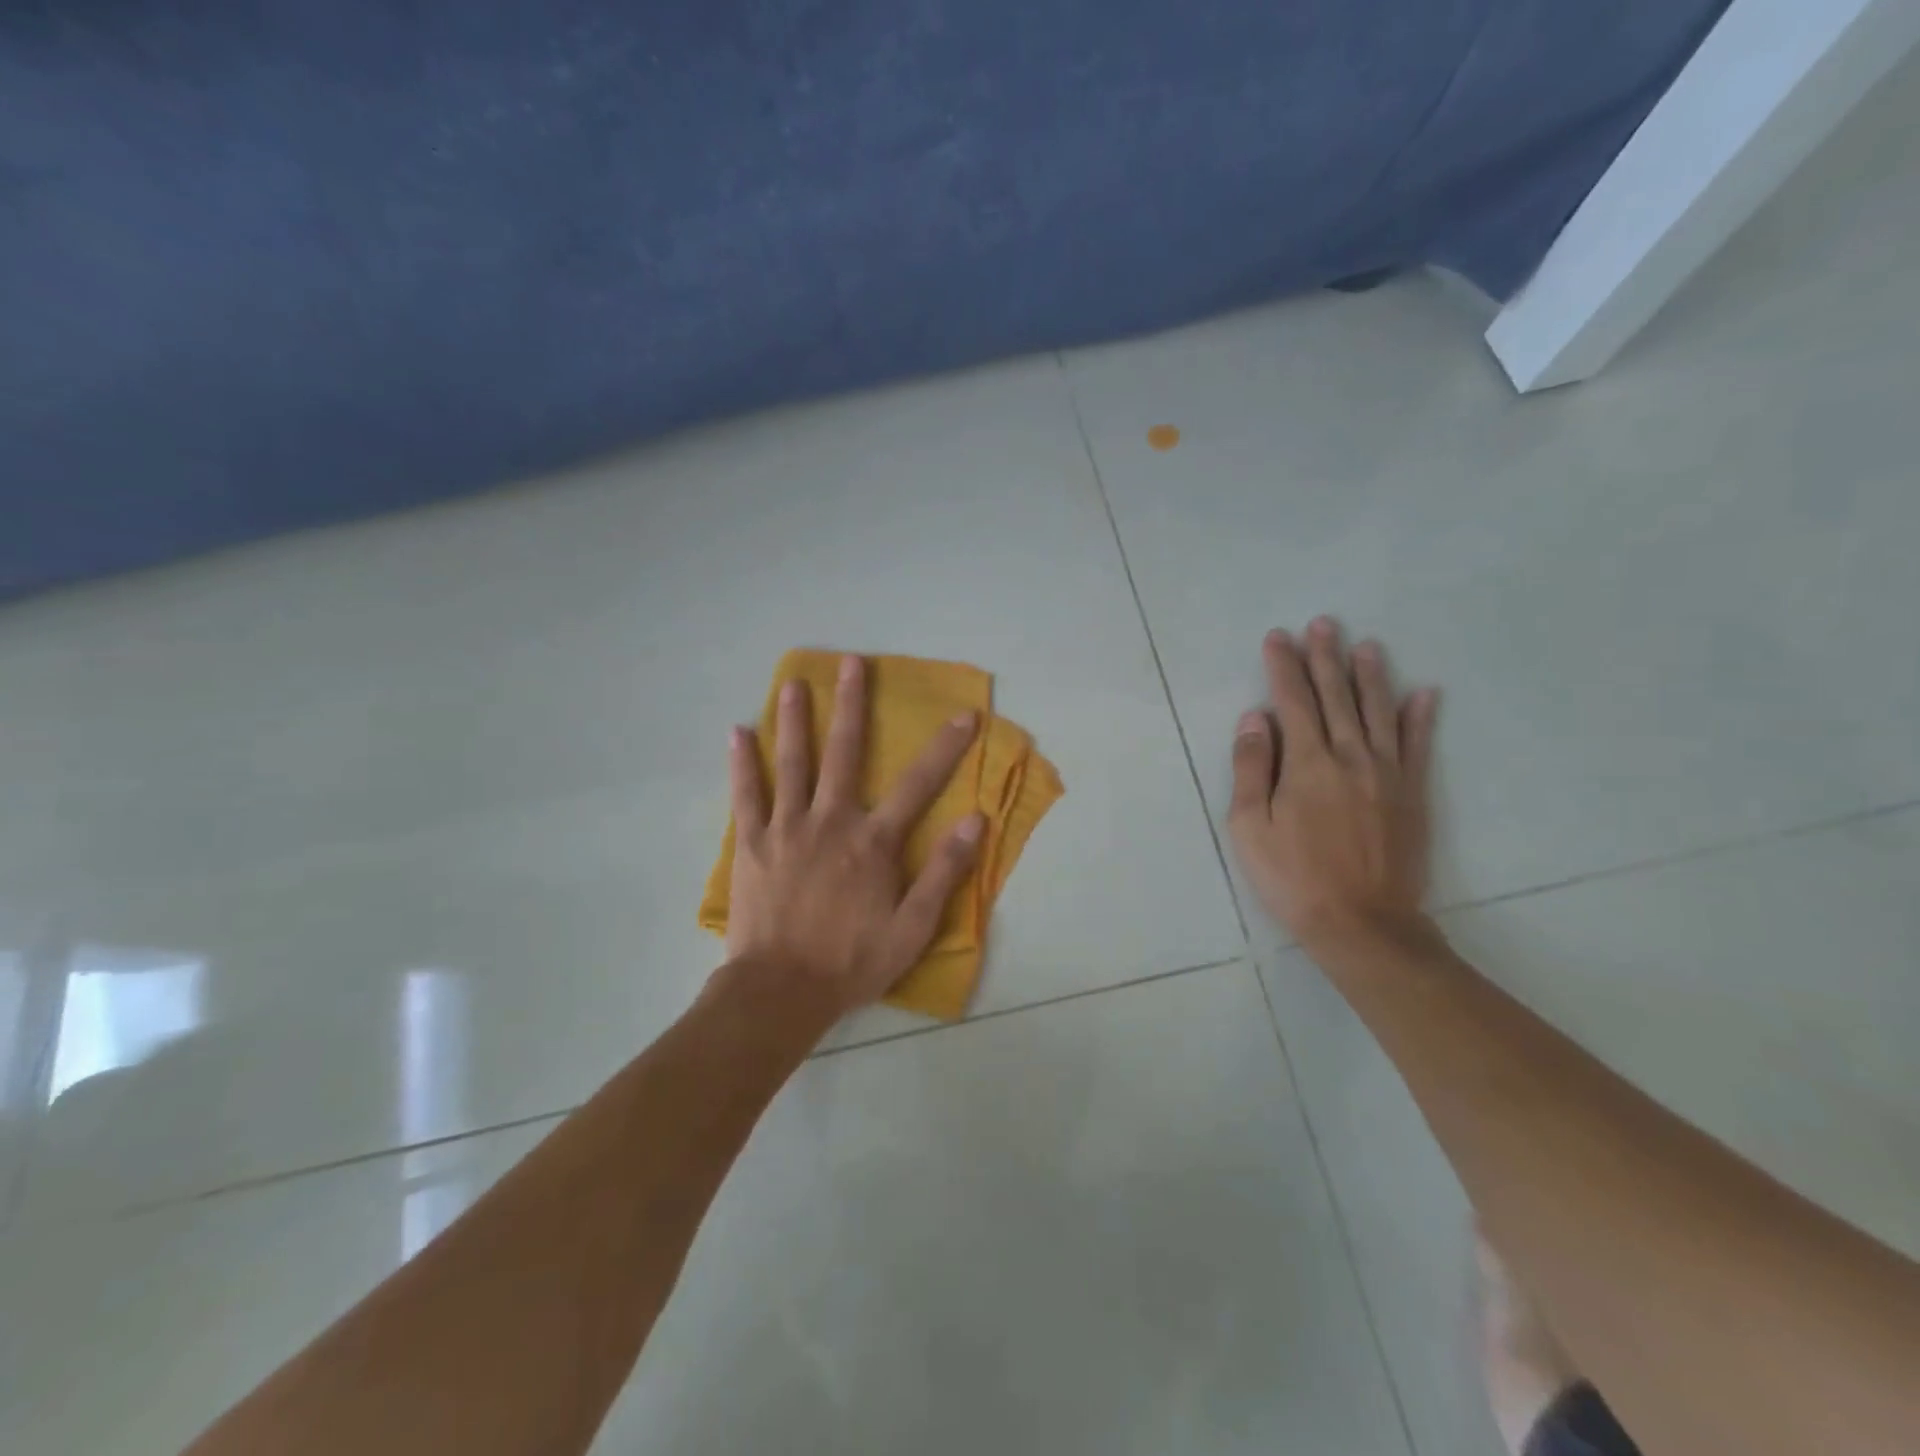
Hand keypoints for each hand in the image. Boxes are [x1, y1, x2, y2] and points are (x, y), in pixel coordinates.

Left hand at [724, 654, 984, 1016]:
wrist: (780, 991)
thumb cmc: (851, 962)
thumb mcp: (913, 928)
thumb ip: (944, 872)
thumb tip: (975, 821)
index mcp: (872, 841)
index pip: (918, 784)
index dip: (945, 748)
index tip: (963, 715)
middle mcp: (830, 821)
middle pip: (844, 752)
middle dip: (851, 705)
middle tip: (852, 663)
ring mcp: (786, 828)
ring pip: (792, 763)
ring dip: (794, 720)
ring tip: (792, 683)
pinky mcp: (751, 843)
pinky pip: (746, 794)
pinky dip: (742, 763)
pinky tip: (738, 733)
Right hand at [1227, 618, 1439, 949]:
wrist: (1362, 923)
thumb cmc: (1292, 877)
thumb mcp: (1249, 827)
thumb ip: (1251, 768)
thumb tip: (1255, 718)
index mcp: (1307, 763)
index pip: (1292, 701)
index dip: (1283, 667)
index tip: (1278, 637)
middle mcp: (1350, 757)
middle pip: (1336, 697)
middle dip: (1326, 658)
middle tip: (1323, 624)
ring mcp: (1387, 774)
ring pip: (1379, 712)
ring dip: (1371, 676)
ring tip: (1367, 646)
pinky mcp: (1412, 794)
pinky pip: (1418, 747)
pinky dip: (1421, 718)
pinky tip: (1424, 694)